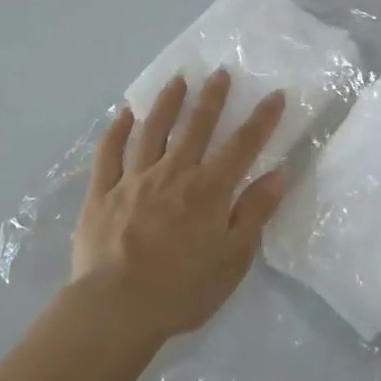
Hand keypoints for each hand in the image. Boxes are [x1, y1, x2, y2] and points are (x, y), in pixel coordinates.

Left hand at [73, 69, 286, 339]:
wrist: (116, 308)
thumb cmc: (182, 290)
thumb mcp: (233, 259)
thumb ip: (254, 213)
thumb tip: (278, 173)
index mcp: (208, 190)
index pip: (242, 146)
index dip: (261, 119)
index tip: (275, 94)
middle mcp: (173, 173)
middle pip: (196, 127)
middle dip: (212, 98)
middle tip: (220, 72)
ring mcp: (134, 179)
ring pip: (152, 130)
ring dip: (167, 102)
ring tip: (177, 80)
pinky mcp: (102, 192)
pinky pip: (109, 153)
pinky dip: (116, 131)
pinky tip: (124, 115)